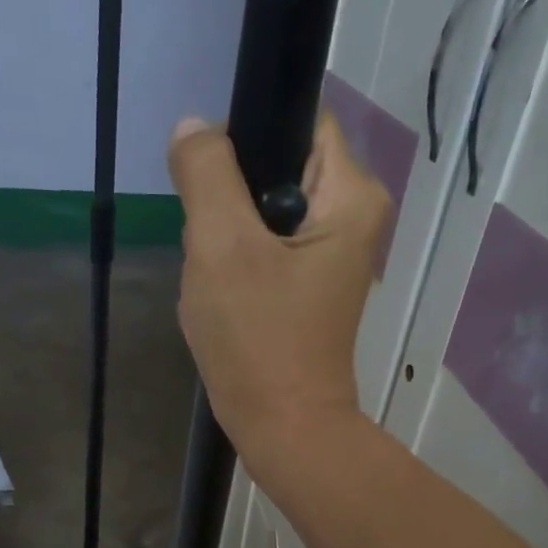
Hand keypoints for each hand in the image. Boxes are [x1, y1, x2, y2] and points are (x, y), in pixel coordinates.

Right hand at [168, 113, 392, 465]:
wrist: (283, 428)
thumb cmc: (258, 339)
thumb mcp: (221, 246)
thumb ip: (206, 173)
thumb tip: (195, 127)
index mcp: (350, 195)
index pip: (298, 120)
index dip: (247, 135)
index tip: (211, 178)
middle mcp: (352, 218)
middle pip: (275, 168)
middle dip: (230, 199)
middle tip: (211, 245)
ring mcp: (330, 256)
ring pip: (261, 213)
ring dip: (227, 237)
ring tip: (217, 278)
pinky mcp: (308, 288)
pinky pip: (263, 251)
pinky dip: (236, 267)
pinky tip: (224, 298)